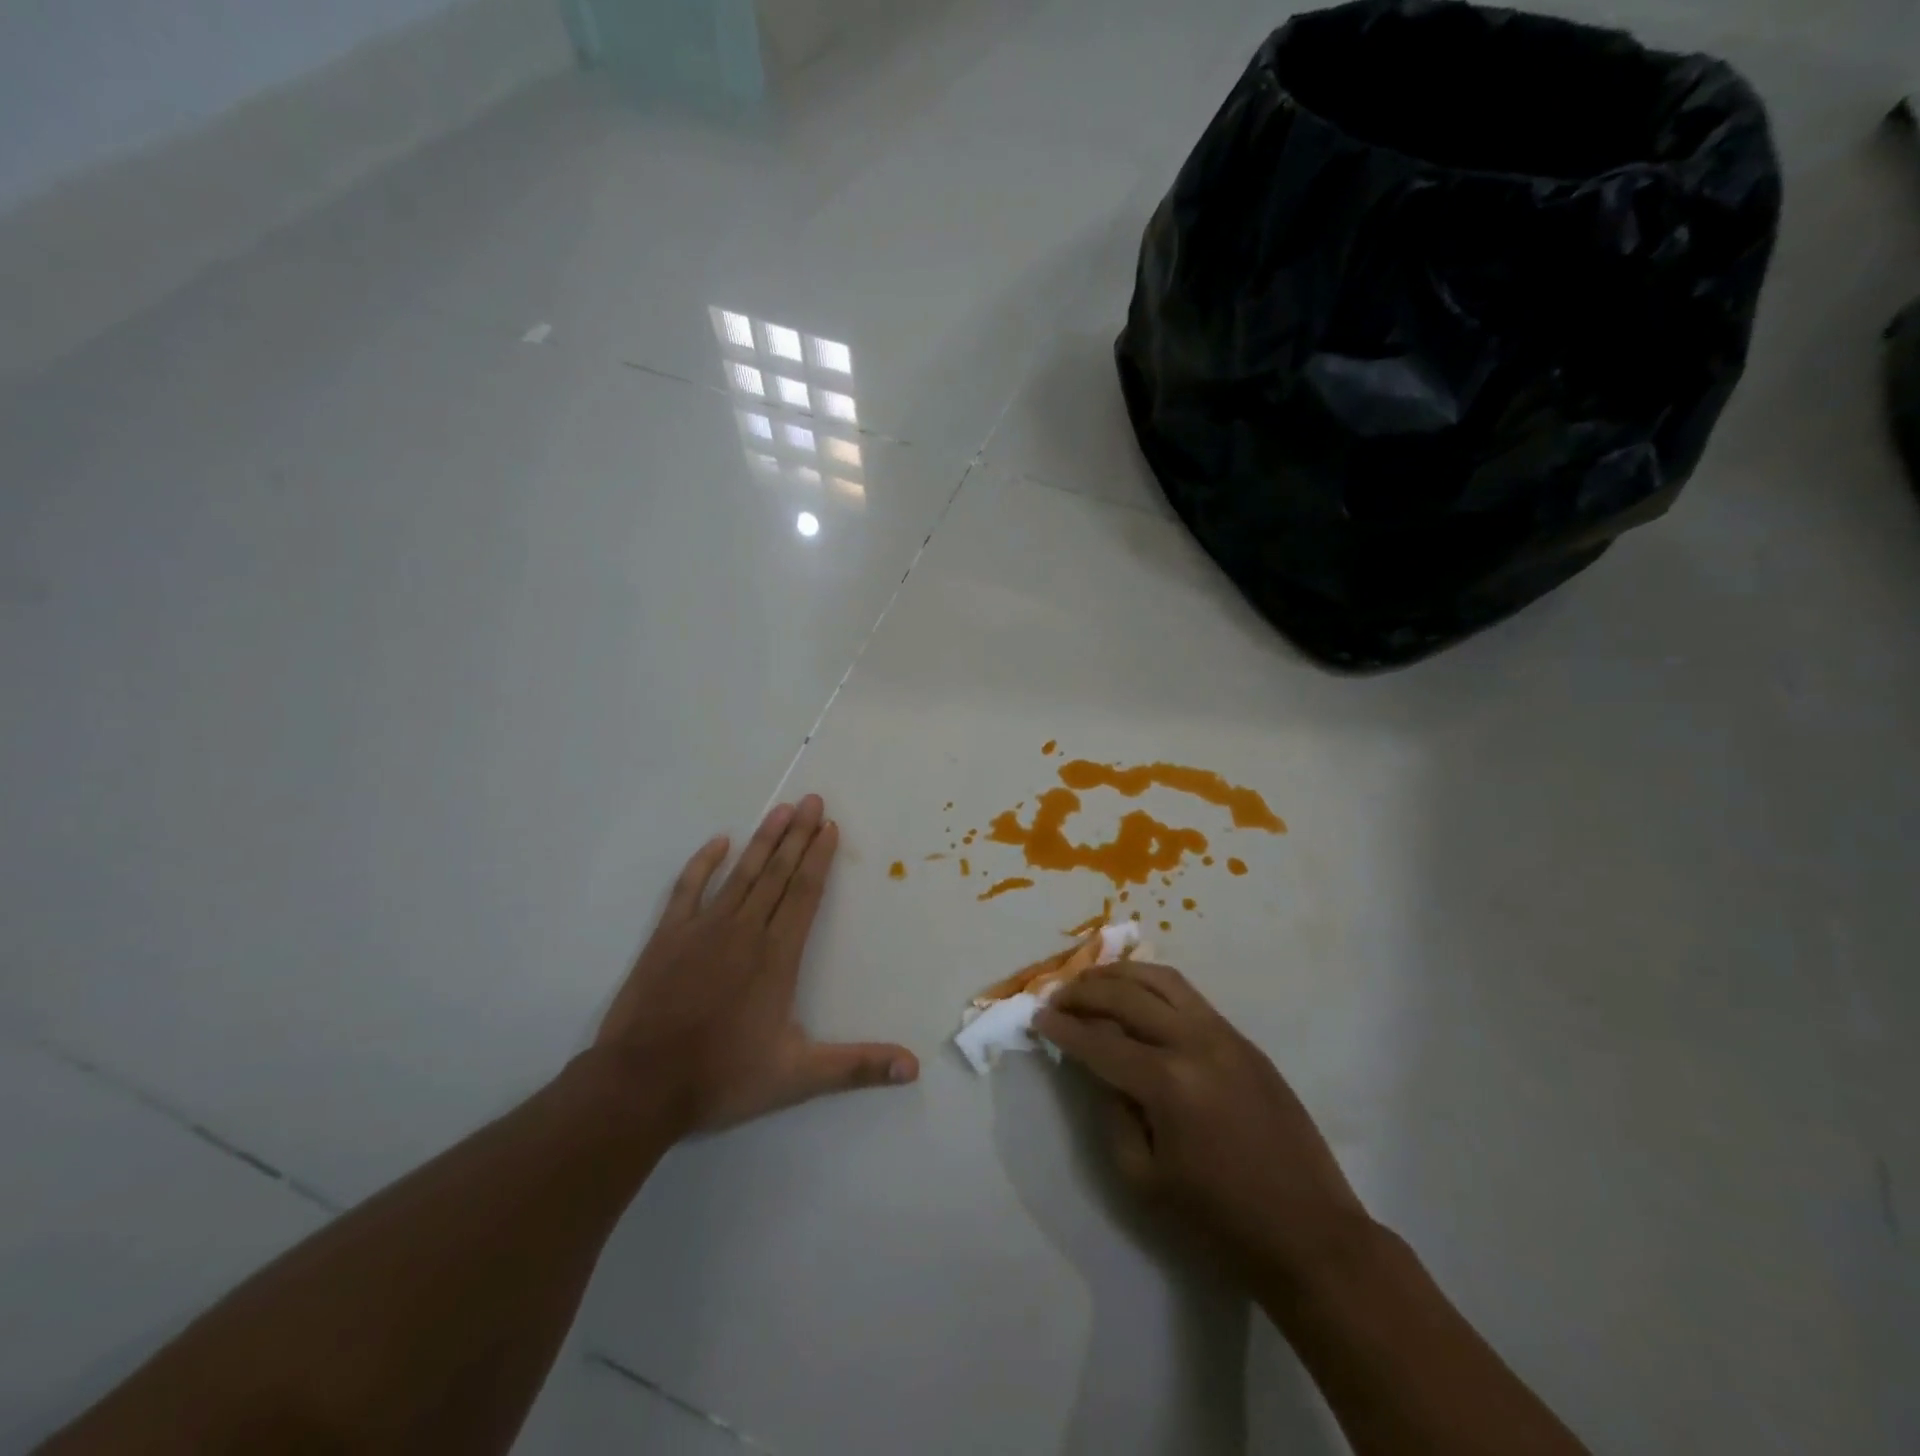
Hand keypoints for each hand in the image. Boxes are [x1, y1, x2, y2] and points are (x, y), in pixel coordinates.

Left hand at [596, 795, 917, 1133]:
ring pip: (742, 873)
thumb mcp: (798, 1077)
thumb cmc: (723, 1077)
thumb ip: (857, 1066)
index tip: (829, 827)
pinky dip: (704, 862)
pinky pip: (689, 888)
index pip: (805, 894)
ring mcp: (703, 928)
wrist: (640, 1085)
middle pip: (778, 873)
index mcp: (777, 956)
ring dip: (763, 840)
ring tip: (781, 809)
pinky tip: (718, 842)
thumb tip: (914, 1067)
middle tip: (812, 800)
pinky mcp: (668, 935)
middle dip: (798, 834)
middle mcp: (745, 931)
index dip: (819, 858)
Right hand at [1035, 963, 1368, 1284]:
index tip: (1037, 1017)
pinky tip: (1137, 993)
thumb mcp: (1144, 1179)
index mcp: (1167, 1083)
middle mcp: (1194, 1043)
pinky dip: (1154, 984)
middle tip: (1057, 996)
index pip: (1100, 1040)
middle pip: (1127, 995)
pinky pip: (1190, 995)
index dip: (1063, 1027)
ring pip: (1162, 979)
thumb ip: (1112, 1112)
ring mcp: (1224, 1034)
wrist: (1309, 1232)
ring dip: (1120, 974)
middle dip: (1084, 991)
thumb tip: (1096, 1067)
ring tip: (1092, 980)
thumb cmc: (1220, 1219)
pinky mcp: (1244, 1039)